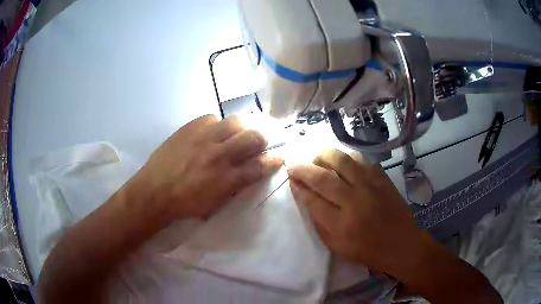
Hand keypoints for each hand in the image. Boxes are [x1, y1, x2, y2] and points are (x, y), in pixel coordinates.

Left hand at [137, 115, 282, 219]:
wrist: (155, 192)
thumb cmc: (186, 204)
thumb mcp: (216, 202)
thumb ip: (236, 186)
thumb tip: (248, 172)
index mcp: (228, 178)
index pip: (260, 165)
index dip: (274, 159)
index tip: (279, 155)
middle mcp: (220, 155)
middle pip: (254, 137)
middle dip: (262, 138)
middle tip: (258, 141)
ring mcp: (204, 138)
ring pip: (235, 121)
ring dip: (241, 128)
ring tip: (235, 133)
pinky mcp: (190, 128)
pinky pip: (211, 118)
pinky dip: (216, 125)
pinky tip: (211, 133)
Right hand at [287, 149, 427, 272]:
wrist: (399, 243)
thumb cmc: (366, 249)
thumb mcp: (335, 245)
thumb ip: (318, 222)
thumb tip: (306, 197)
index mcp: (340, 225)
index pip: (312, 200)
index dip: (298, 187)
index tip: (291, 179)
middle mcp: (354, 202)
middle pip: (323, 178)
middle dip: (303, 168)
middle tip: (294, 165)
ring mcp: (370, 187)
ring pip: (342, 161)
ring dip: (323, 155)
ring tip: (315, 157)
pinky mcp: (382, 178)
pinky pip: (361, 160)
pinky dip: (346, 157)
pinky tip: (340, 160)